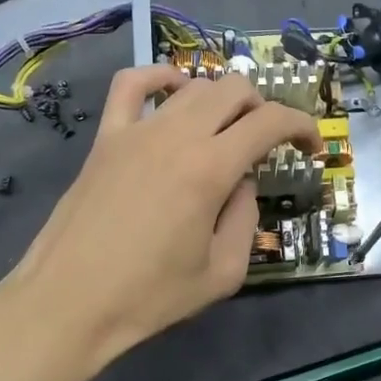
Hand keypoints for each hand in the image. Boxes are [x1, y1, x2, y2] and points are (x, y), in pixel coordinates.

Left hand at [0, 65, 319, 377]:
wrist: (69, 303)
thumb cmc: (150, 296)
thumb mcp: (223, 273)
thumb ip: (245, 219)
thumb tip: (242, 183)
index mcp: (211, 169)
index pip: (270, 122)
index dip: (302, 126)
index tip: (311, 147)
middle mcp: (176, 136)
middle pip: (235, 90)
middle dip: (265, 109)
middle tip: (269, 143)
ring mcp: (136, 131)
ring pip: (192, 85)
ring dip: (222, 100)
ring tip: (227, 128)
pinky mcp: (105, 138)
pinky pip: (131, 85)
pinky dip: (161, 77)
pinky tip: (174, 93)